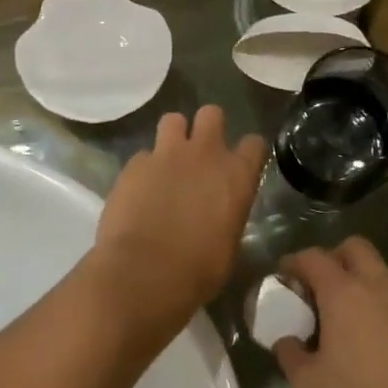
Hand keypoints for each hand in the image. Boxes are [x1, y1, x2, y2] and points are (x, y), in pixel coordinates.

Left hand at [91, 107, 266, 340]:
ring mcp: (166, 154)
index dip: (248, 152)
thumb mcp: (229, 246)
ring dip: (173, 137)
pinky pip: (142, 155)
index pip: (254, 143)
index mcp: (237, 176)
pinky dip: (144, 168)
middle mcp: (205, 154)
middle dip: (207, 127)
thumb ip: (227, 217)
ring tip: (168, 162)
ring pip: (172, 120)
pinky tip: (140, 190)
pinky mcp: (133, 165)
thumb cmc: (198, 271)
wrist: (144, 273)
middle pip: (212, 114)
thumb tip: (220, 220)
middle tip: (200, 153)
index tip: (241, 163)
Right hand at [275, 238, 387, 387]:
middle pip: (355, 248)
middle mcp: (382, 287)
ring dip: (363, 286)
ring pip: (384, 275)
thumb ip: (290, 355)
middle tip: (319, 291)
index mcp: (346, 294)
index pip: (314, 257)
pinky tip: (382, 348)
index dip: (293, 262)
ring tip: (349, 323)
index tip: (283, 279)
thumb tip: (286, 340)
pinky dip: (387, 312)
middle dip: (333, 259)